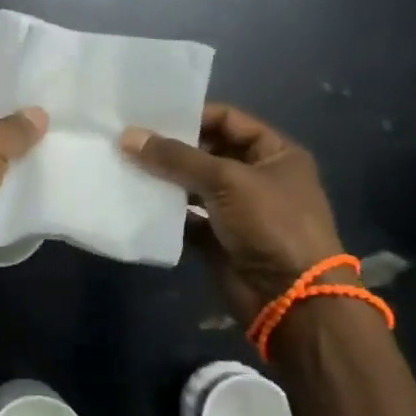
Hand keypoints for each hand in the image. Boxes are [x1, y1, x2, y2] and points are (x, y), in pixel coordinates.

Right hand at [121, 104, 342, 321]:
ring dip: (164, 179)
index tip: (151, 116)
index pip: (228, 120)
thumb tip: (127, 136)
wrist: (290, 299)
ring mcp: (237, 209)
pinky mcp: (218, 238)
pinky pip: (186, 217)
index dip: (193, 115)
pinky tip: (136, 200)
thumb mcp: (226, 180)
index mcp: (275, 153)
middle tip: (129, 140)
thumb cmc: (271, 224)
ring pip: (194, 185)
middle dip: (172, 148)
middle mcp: (257, 177)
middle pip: (207, 152)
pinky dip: (165, 211)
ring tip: (126, 166)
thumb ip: (176, 158)